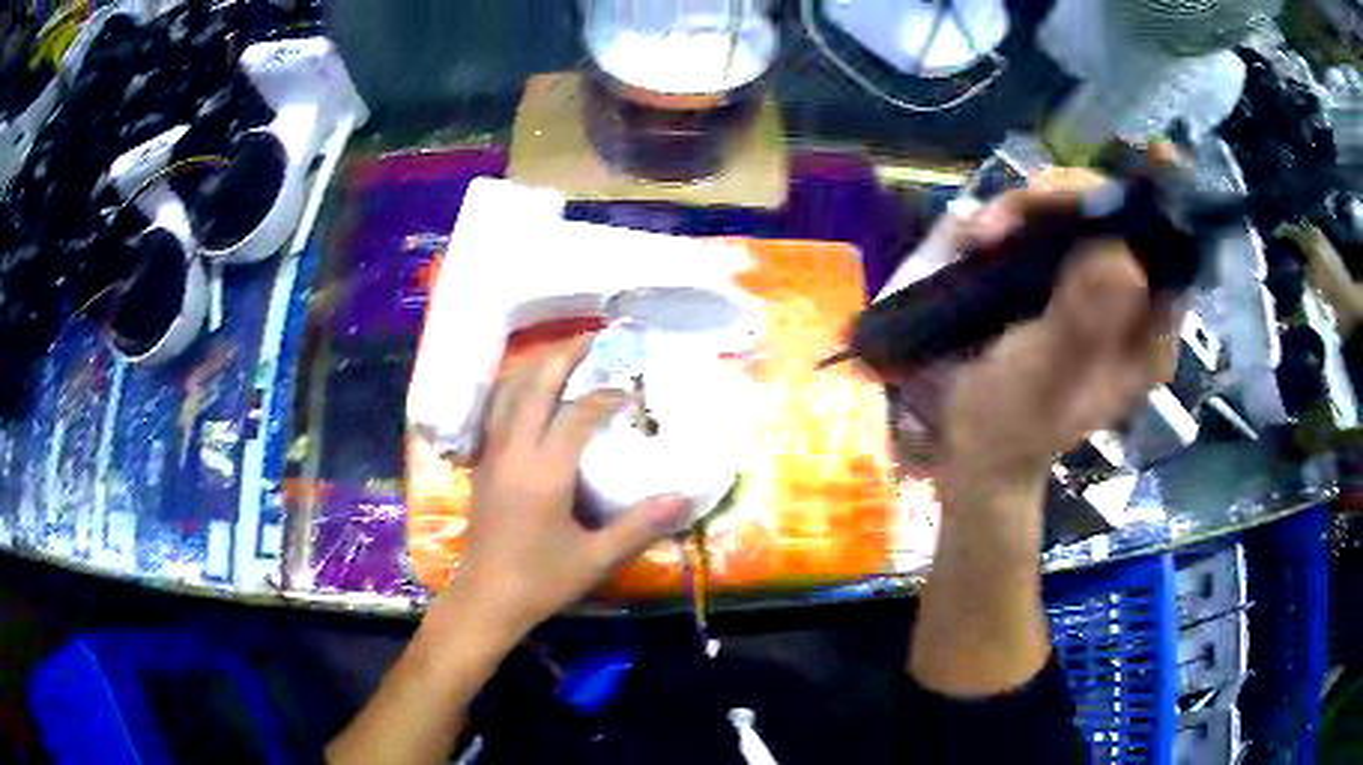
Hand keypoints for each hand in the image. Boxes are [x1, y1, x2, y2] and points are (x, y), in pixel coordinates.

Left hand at [441, 335, 692, 636]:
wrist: (485, 598)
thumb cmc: (540, 581)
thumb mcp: (596, 558)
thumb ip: (640, 526)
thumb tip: (684, 498)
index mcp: (544, 472)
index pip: (578, 415)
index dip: (605, 396)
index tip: (629, 391)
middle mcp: (514, 452)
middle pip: (534, 386)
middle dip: (563, 357)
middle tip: (592, 340)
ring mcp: (493, 455)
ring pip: (508, 392)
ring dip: (535, 366)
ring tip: (562, 354)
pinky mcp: (483, 464)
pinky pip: (496, 410)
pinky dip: (515, 387)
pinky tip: (528, 390)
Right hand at [944, 168, 1180, 489]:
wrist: (972, 441)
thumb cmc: (1011, 424)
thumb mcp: (1047, 380)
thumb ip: (1083, 322)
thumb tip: (1119, 253)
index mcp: (1150, 332)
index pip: (1171, 253)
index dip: (1160, 203)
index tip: (1147, 159)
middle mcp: (1131, 299)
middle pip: (1120, 216)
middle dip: (1072, 200)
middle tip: (1022, 209)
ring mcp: (1092, 282)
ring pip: (1079, 211)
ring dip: (1031, 207)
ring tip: (983, 235)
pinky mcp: (1056, 273)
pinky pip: (1045, 223)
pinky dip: (1014, 219)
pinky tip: (981, 237)